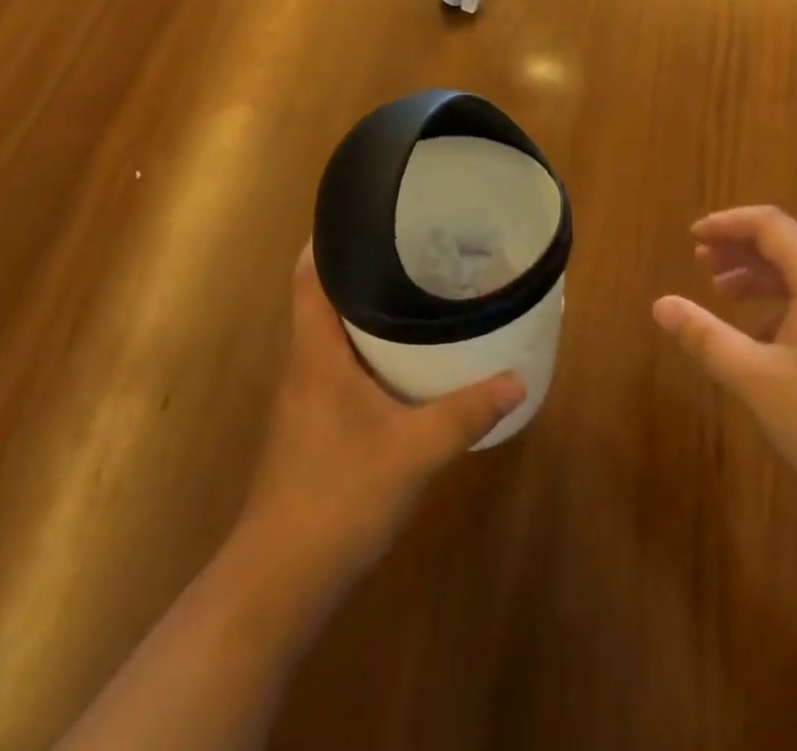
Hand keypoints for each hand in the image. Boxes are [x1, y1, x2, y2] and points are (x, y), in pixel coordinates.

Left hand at [240, 247, 525, 590]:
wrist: (280, 580)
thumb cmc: (338, 495)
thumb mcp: (413, 451)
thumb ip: (465, 413)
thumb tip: (516, 379)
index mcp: (315, 353)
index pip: (307, 277)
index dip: (326, 240)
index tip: (364, 216)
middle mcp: (303, 366)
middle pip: (323, 300)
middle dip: (361, 272)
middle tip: (411, 250)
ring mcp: (303, 399)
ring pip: (332, 337)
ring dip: (365, 313)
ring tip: (413, 293)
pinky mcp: (311, 428)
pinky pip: (338, 368)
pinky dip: (366, 352)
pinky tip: (401, 365)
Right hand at [652, 206, 796, 519]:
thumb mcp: (758, 380)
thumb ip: (706, 336)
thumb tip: (660, 304)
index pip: (770, 224)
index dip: (727, 224)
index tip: (692, 238)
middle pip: (790, 245)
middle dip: (741, 249)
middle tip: (701, 263)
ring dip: (762, 277)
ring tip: (724, 295)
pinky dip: (787, 306)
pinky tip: (767, 341)